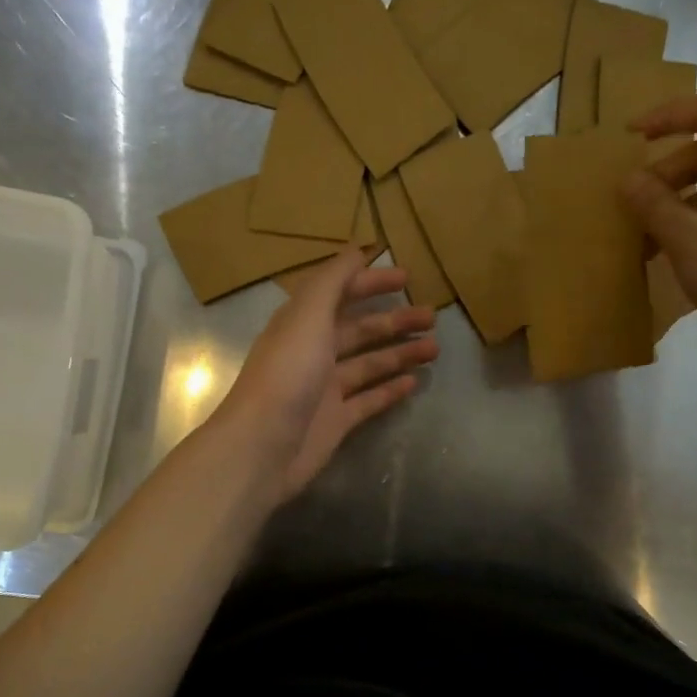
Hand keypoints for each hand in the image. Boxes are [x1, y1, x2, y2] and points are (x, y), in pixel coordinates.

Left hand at [213, 249, 438, 504]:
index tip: (407, 277)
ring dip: (400, 353)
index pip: (340, 293)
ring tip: (434, 348)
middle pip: (360, 329)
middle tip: (431, 317)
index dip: (371, 282)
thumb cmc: (287, 374)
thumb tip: (356, 249)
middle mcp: (313, 351)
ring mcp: (325, 389)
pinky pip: (369, 400)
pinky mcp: (336, 421)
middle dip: (395, 321)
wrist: (262, 446)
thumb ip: (333, 281)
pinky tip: (414, 382)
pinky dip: (390, 390)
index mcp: (302, 323)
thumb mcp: (308, 316)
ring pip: (369, 364)